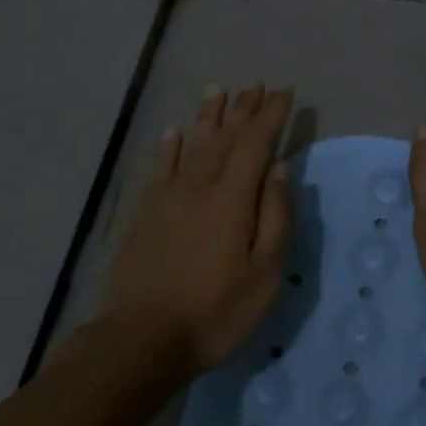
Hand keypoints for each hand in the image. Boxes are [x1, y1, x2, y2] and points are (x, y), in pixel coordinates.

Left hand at [103, 83, 293, 378]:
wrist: (141, 339)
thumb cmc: (215, 312)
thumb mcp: (264, 274)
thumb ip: (275, 217)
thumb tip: (279, 169)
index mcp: (232, 199)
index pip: (255, 144)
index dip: (271, 117)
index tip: (284, 94)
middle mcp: (198, 187)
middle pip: (224, 137)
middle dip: (242, 109)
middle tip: (256, 85)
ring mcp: (166, 198)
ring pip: (191, 145)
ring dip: (207, 116)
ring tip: (218, 90)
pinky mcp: (143, 214)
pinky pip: (158, 168)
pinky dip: (168, 146)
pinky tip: (173, 131)